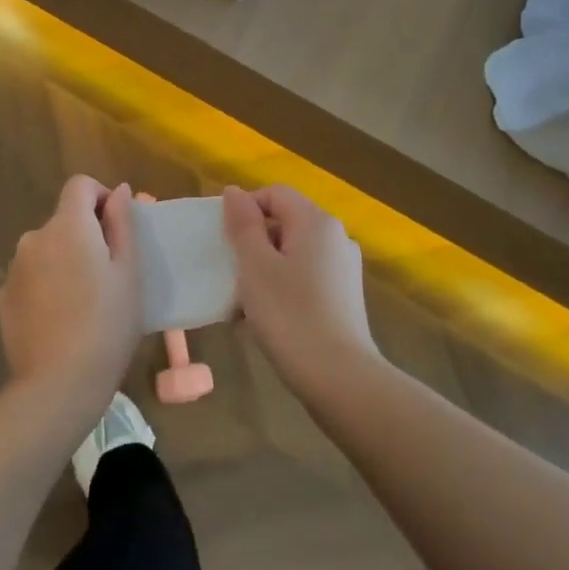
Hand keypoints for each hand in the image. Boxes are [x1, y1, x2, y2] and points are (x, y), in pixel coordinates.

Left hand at [0, 176, 143, 410]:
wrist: (59, 384)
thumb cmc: (107, 323)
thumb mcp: (129, 272)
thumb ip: (123, 224)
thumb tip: (119, 191)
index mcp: (67, 226)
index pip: (79, 185)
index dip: (101, 197)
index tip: (117, 228)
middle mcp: (34, 238)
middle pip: (63, 220)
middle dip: (86, 236)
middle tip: (110, 275)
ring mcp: (14, 269)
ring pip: (47, 250)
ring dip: (65, 261)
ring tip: (86, 302)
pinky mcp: (4, 297)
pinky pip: (32, 277)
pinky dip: (47, 285)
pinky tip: (61, 319)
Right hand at [222, 185, 378, 393]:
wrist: (339, 378)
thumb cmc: (289, 315)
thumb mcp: (254, 266)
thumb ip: (243, 224)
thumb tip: (235, 192)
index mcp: (316, 222)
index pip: (274, 194)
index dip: (244, 209)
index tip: (224, 241)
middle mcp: (336, 237)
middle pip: (285, 222)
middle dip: (252, 242)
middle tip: (229, 273)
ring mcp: (344, 268)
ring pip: (293, 253)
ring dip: (264, 268)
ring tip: (242, 302)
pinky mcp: (344, 297)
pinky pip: (305, 277)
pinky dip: (282, 287)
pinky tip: (265, 318)